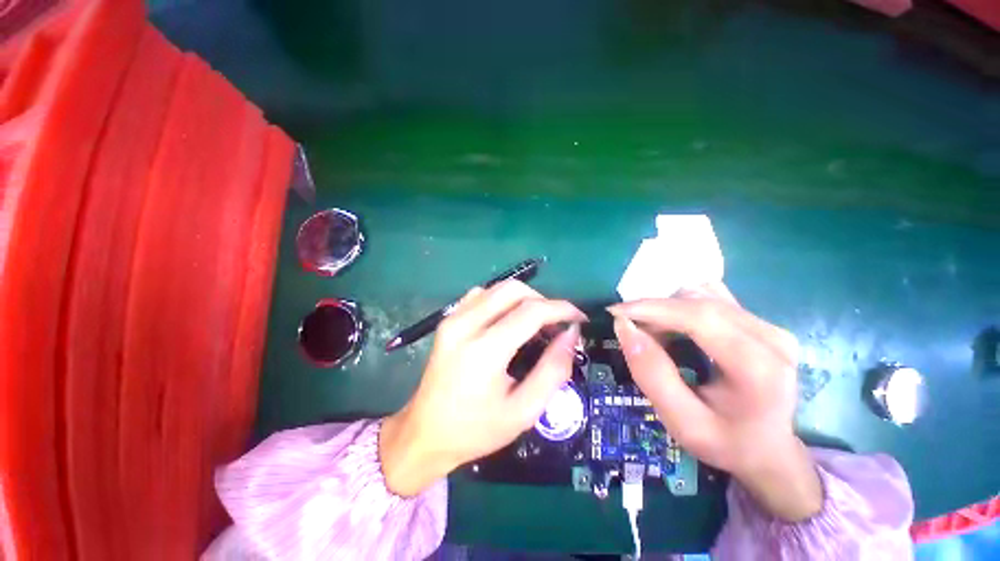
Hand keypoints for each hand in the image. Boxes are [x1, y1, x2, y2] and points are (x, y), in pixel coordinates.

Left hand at [380, 280, 585, 495]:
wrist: (425, 432)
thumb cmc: (476, 429)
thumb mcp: (524, 411)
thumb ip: (553, 369)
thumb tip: (571, 334)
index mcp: (484, 350)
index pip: (531, 311)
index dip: (562, 309)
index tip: (579, 318)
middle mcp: (465, 324)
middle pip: (514, 289)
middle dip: (543, 300)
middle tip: (555, 324)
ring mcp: (453, 318)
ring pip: (498, 288)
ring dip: (524, 299)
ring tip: (535, 323)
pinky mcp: (448, 319)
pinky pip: (482, 294)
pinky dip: (503, 300)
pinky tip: (508, 321)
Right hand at [609, 284, 822, 521]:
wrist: (769, 451)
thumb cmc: (724, 442)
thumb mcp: (681, 421)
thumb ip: (651, 374)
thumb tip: (624, 327)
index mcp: (759, 368)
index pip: (700, 317)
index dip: (652, 308)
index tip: (616, 312)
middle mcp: (771, 338)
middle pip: (699, 302)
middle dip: (655, 310)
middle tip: (631, 331)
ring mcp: (769, 326)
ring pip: (703, 296)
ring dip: (667, 309)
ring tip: (654, 335)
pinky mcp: (761, 322)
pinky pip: (711, 298)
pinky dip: (681, 307)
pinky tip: (674, 327)